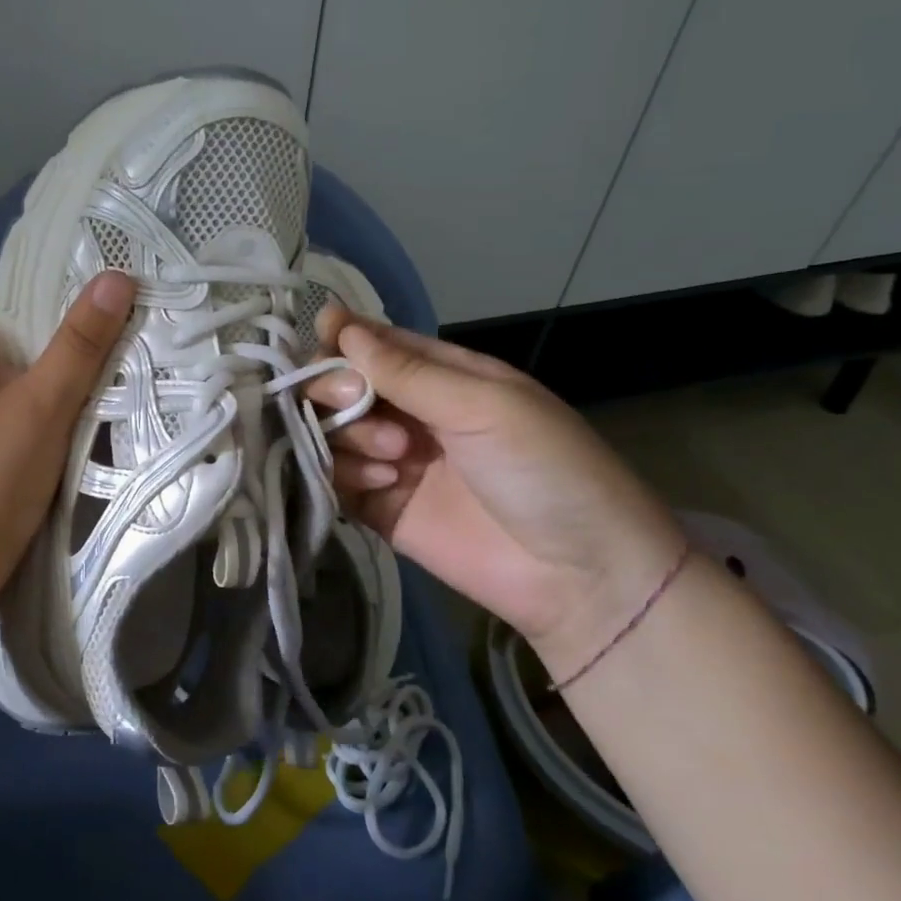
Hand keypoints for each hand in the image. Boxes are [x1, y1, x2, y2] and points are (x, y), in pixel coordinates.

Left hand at [0, 269, 134, 607]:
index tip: (73, 278)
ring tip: (80, 365)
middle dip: (37, 322)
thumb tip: (116, 277)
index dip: (24, 275)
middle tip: (92, 322)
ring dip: (29, 365)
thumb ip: (81, 341)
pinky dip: (16, 399)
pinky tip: (49, 416)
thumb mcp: (46, 403)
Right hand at [308, 307, 684, 663]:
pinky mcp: (380, 510)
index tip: (320, 339)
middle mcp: (410, 413)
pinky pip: (335, 480)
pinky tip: (384, 485)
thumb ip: (406, 371)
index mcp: (442, 376)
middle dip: (338, 390)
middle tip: (357, 404)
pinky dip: (344, 475)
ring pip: (331, 431)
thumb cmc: (546, 469)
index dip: (342, 339)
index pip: (374, 344)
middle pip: (340, 386)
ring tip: (394, 458)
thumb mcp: (484, 405)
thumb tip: (336, 324)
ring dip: (348, 435)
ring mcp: (392, 462)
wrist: (580, 576)